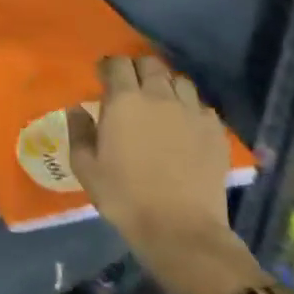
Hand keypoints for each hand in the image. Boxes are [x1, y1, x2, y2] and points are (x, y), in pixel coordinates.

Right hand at [69, 57, 260, 293]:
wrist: (181, 231)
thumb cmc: (125, 198)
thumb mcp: (86, 168)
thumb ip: (79, 132)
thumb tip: (77, 108)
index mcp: (124, 100)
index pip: (118, 63)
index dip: (109, 67)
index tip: (103, 77)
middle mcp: (159, 96)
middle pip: (150, 63)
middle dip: (137, 69)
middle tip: (130, 87)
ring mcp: (192, 111)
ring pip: (179, 80)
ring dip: (166, 85)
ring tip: (160, 102)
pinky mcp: (215, 130)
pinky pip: (201, 105)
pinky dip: (190, 108)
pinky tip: (185, 124)